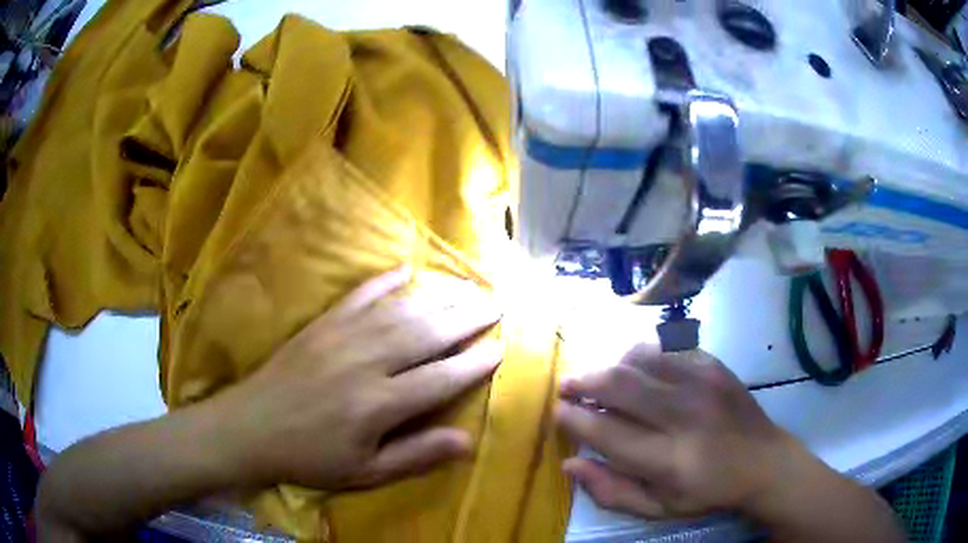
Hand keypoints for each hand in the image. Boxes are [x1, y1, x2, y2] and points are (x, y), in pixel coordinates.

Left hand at [212, 267, 501, 489]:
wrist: (251, 427)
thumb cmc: (311, 457)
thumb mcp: (365, 473)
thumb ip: (416, 455)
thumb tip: (467, 442)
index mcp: (379, 404)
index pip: (440, 378)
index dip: (474, 364)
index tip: (500, 349)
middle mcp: (367, 362)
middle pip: (428, 333)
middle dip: (467, 317)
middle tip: (497, 303)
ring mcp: (342, 336)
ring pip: (401, 310)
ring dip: (438, 296)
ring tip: (468, 286)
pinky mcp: (322, 324)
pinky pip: (359, 295)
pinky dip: (384, 280)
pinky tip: (405, 269)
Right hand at [556, 345, 799, 518]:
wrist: (763, 461)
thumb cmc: (707, 492)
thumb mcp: (658, 509)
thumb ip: (611, 491)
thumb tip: (569, 463)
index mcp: (670, 461)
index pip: (607, 433)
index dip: (574, 420)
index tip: (559, 413)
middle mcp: (686, 416)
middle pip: (620, 385)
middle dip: (583, 382)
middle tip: (567, 387)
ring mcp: (703, 383)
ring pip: (640, 358)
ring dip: (611, 366)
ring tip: (602, 381)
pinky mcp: (713, 364)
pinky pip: (665, 347)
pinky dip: (641, 356)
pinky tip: (638, 370)